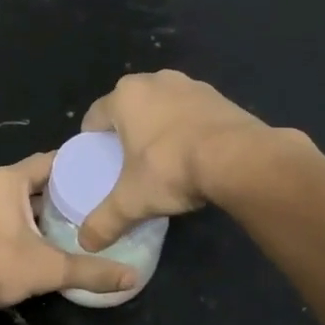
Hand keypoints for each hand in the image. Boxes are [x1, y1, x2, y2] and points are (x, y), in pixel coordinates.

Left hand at [0, 153, 136, 313]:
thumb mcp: (50, 269)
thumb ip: (92, 271)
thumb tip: (132, 278)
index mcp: (6, 180)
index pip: (47, 162)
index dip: (71, 168)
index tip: (93, 176)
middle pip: (24, 180)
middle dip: (48, 192)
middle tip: (77, 205)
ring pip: (2, 196)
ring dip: (23, 207)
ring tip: (50, 223)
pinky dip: (1, 219)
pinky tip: (15, 238)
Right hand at [76, 70, 280, 249]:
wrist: (238, 158)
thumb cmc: (171, 168)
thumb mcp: (132, 201)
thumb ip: (105, 221)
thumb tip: (86, 244)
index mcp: (125, 97)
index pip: (95, 116)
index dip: (92, 138)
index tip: (97, 159)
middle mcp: (155, 81)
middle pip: (130, 106)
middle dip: (127, 129)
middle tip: (128, 160)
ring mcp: (190, 85)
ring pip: (162, 105)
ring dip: (159, 125)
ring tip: (162, 156)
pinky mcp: (219, 96)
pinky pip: (192, 112)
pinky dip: (187, 127)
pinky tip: (194, 152)